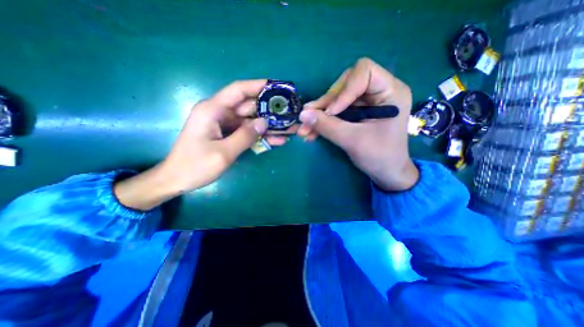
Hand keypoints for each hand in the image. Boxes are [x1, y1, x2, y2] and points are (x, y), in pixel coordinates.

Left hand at [113, 81, 282, 210]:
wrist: (177, 180)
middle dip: (268, 110)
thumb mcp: (223, 153)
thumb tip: (265, 122)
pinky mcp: (227, 134)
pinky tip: (276, 141)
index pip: (238, 90)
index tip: (277, 87)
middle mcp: (219, 113)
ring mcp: (224, 124)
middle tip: (288, 113)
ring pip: (250, 121)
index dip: (258, 86)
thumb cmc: (195, 166)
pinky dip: (260, 136)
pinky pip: (247, 132)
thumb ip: (245, 136)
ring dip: (268, 126)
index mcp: (212, 110)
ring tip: (287, 129)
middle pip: (248, 106)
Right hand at [298, 58, 416, 191]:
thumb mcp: (353, 141)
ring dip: (319, 114)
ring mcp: (366, 102)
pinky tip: (311, 132)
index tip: (331, 112)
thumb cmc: (379, 157)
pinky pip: (336, 111)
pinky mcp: (357, 113)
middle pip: (345, 84)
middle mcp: (378, 91)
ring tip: (304, 129)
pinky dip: (323, 121)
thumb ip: (327, 126)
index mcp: (390, 91)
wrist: (386, 173)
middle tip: (309, 119)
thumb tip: (302, 114)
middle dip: (326, 103)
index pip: (363, 72)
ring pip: (337, 99)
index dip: (343, 89)